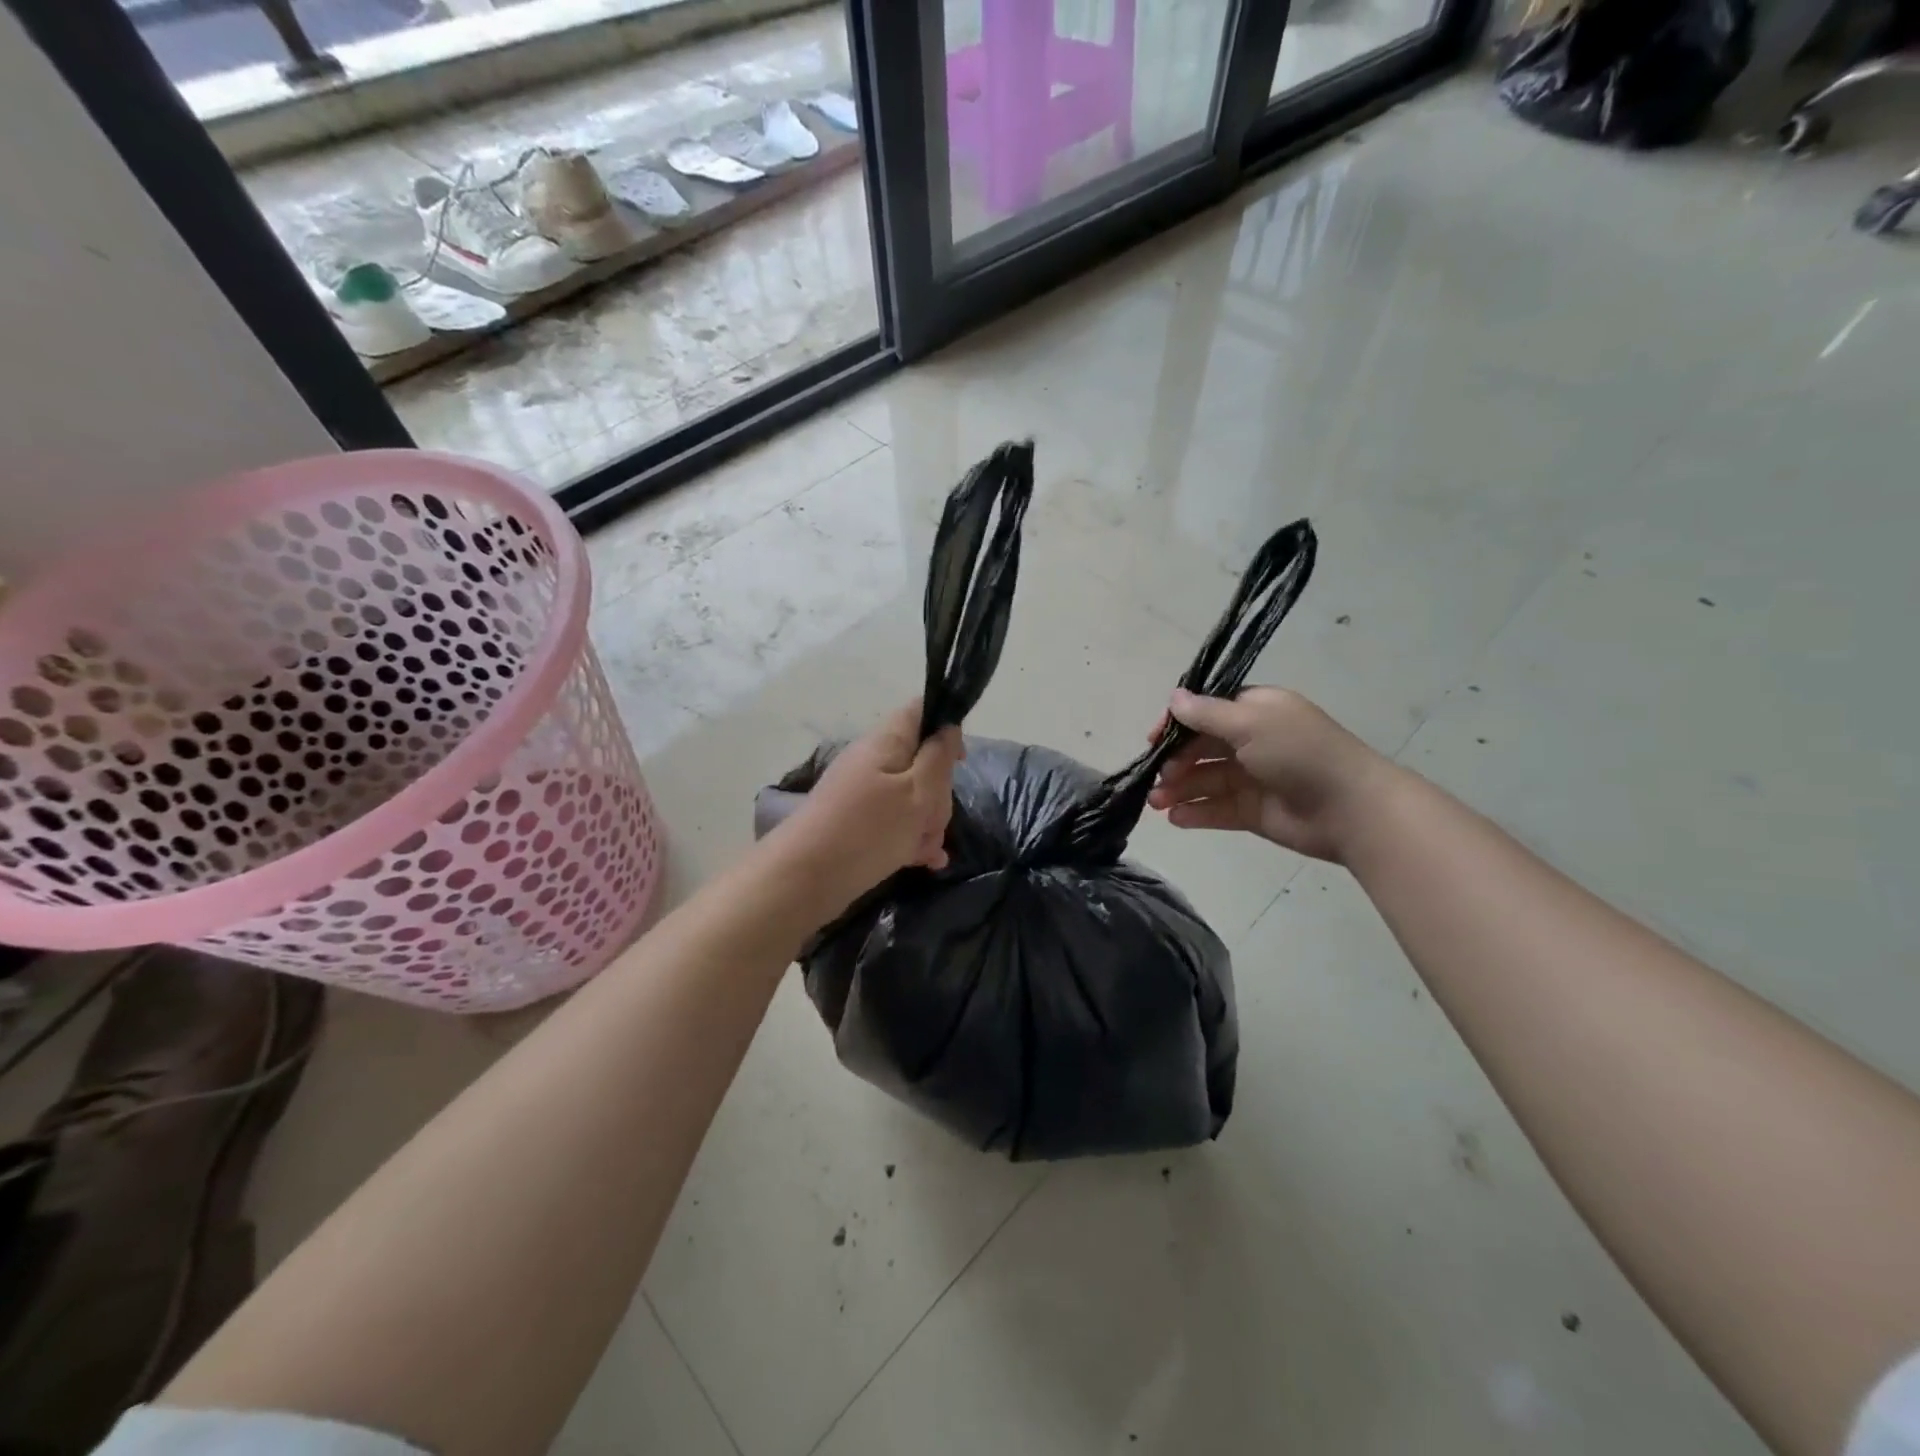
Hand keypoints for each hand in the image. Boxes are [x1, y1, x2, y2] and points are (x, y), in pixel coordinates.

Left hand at [778, 698, 963, 909]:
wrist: (806, 878)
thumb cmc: (869, 829)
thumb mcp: (917, 792)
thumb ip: (938, 758)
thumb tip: (948, 728)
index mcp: (886, 741)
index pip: (920, 711)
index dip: (946, 727)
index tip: (959, 761)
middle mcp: (873, 760)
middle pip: (921, 762)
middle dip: (938, 793)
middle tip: (934, 820)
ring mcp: (863, 792)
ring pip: (912, 797)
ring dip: (927, 822)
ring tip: (927, 851)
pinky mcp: (858, 822)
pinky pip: (895, 821)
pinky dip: (911, 838)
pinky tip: (924, 861)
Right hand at [1146, 687, 1399, 862]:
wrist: (1350, 808)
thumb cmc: (1299, 753)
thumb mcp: (1250, 722)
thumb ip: (1206, 714)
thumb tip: (1174, 697)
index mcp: (1256, 711)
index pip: (1207, 711)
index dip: (1178, 723)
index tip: (1153, 738)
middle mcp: (1252, 740)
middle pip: (1201, 748)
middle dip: (1174, 761)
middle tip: (1157, 777)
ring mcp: (1253, 778)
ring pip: (1205, 780)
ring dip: (1178, 789)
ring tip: (1156, 803)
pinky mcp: (1253, 811)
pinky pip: (1217, 809)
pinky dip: (1195, 813)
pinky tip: (1175, 818)